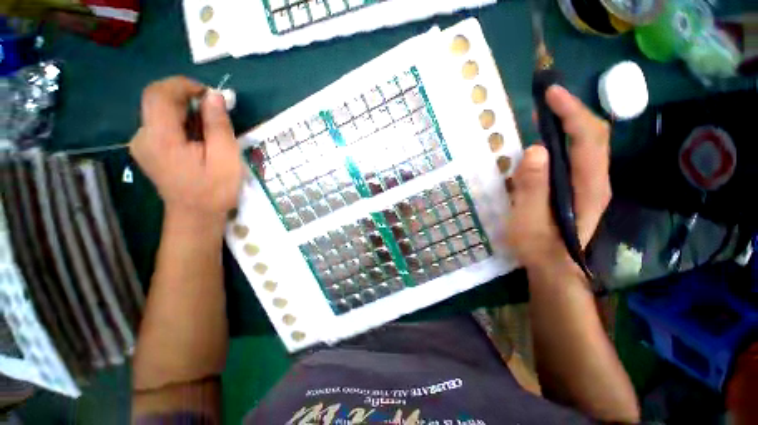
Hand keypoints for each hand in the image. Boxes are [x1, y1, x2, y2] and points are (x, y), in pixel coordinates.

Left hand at [130, 76, 242, 224]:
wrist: (195, 215)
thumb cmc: (215, 190)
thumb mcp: (226, 159)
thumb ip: (218, 126)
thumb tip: (214, 96)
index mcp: (161, 139)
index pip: (159, 94)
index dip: (183, 85)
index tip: (209, 94)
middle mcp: (143, 136)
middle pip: (156, 99)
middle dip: (184, 96)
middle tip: (212, 110)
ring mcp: (141, 143)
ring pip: (158, 110)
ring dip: (184, 110)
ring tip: (208, 127)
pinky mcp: (146, 148)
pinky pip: (160, 123)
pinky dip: (179, 121)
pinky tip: (196, 136)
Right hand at [506, 85, 610, 270]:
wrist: (554, 267)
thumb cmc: (539, 246)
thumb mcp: (529, 220)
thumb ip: (533, 187)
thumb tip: (535, 150)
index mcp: (587, 186)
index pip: (587, 138)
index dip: (572, 112)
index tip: (550, 95)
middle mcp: (595, 180)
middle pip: (593, 136)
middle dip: (572, 112)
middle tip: (545, 100)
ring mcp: (589, 184)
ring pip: (586, 145)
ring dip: (567, 124)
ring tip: (543, 115)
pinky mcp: (579, 189)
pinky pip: (575, 156)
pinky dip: (563, 141)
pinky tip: (546, 142)